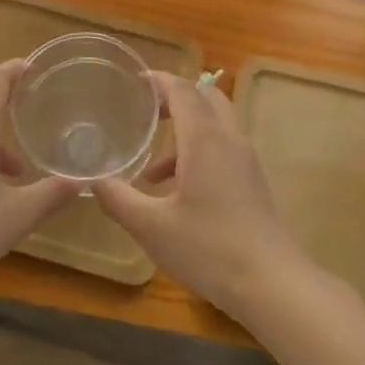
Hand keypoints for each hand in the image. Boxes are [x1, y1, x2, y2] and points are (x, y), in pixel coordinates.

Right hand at [94, 72, 306, 318]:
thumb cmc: (209, 248)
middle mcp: (229, 140)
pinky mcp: (253, 183)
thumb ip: (119, 200)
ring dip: (184, 134)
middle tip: (144, 113)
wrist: (272, 284)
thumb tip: (92, 181)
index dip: (158, 81)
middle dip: (174, 100)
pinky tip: (176, 195)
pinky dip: (197, 155)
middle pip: (205, 99)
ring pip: (215, 127)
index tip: (133, 82)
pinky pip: (223, 150)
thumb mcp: (152, 227)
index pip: (183, 90)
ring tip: (150, 171)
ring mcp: (246, 161)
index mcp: (205, 140)